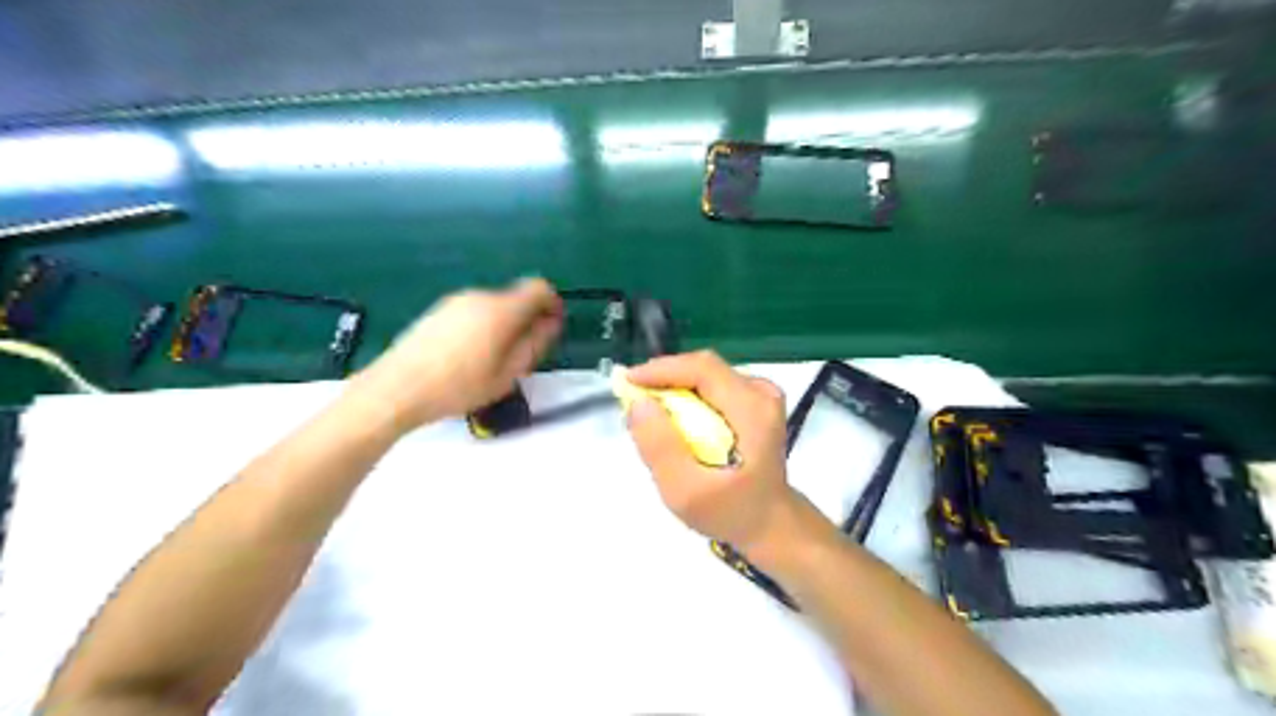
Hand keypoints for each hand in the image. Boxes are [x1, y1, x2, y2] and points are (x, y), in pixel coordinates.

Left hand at [357, 276, 559, 431]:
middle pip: (515, 299)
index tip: (552, 327)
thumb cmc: (459, 387)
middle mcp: (480, 297)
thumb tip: (551, 322)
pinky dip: (482, 327)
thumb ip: (535, 343)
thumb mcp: (507, 373)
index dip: (552, 304)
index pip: (539, 288)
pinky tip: (467, 357)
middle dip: (526, 320)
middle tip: (522, 355)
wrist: (397, 389)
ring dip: (503, 325)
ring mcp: (455, 301)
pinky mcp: (438, 311)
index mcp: (502, 310)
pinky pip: (473, 312)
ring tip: (492, 361)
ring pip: (493, 307)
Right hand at [624, 351, 793, 547]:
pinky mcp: (754, 399)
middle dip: (664, 379)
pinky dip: (687, 396)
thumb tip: (638, 403)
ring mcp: (761, 393)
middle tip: (634, 402)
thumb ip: (661, 448)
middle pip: (703, 368)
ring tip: (652, 414)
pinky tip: (676, 419)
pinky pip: (711, 385)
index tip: (627, 382)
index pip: (702, 369)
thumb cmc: (729, 512)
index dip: (661, 370)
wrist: (768, 522)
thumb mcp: (685, 492)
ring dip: (674, 387)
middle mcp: (761, 392)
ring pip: (705, 375)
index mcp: (753, 411)